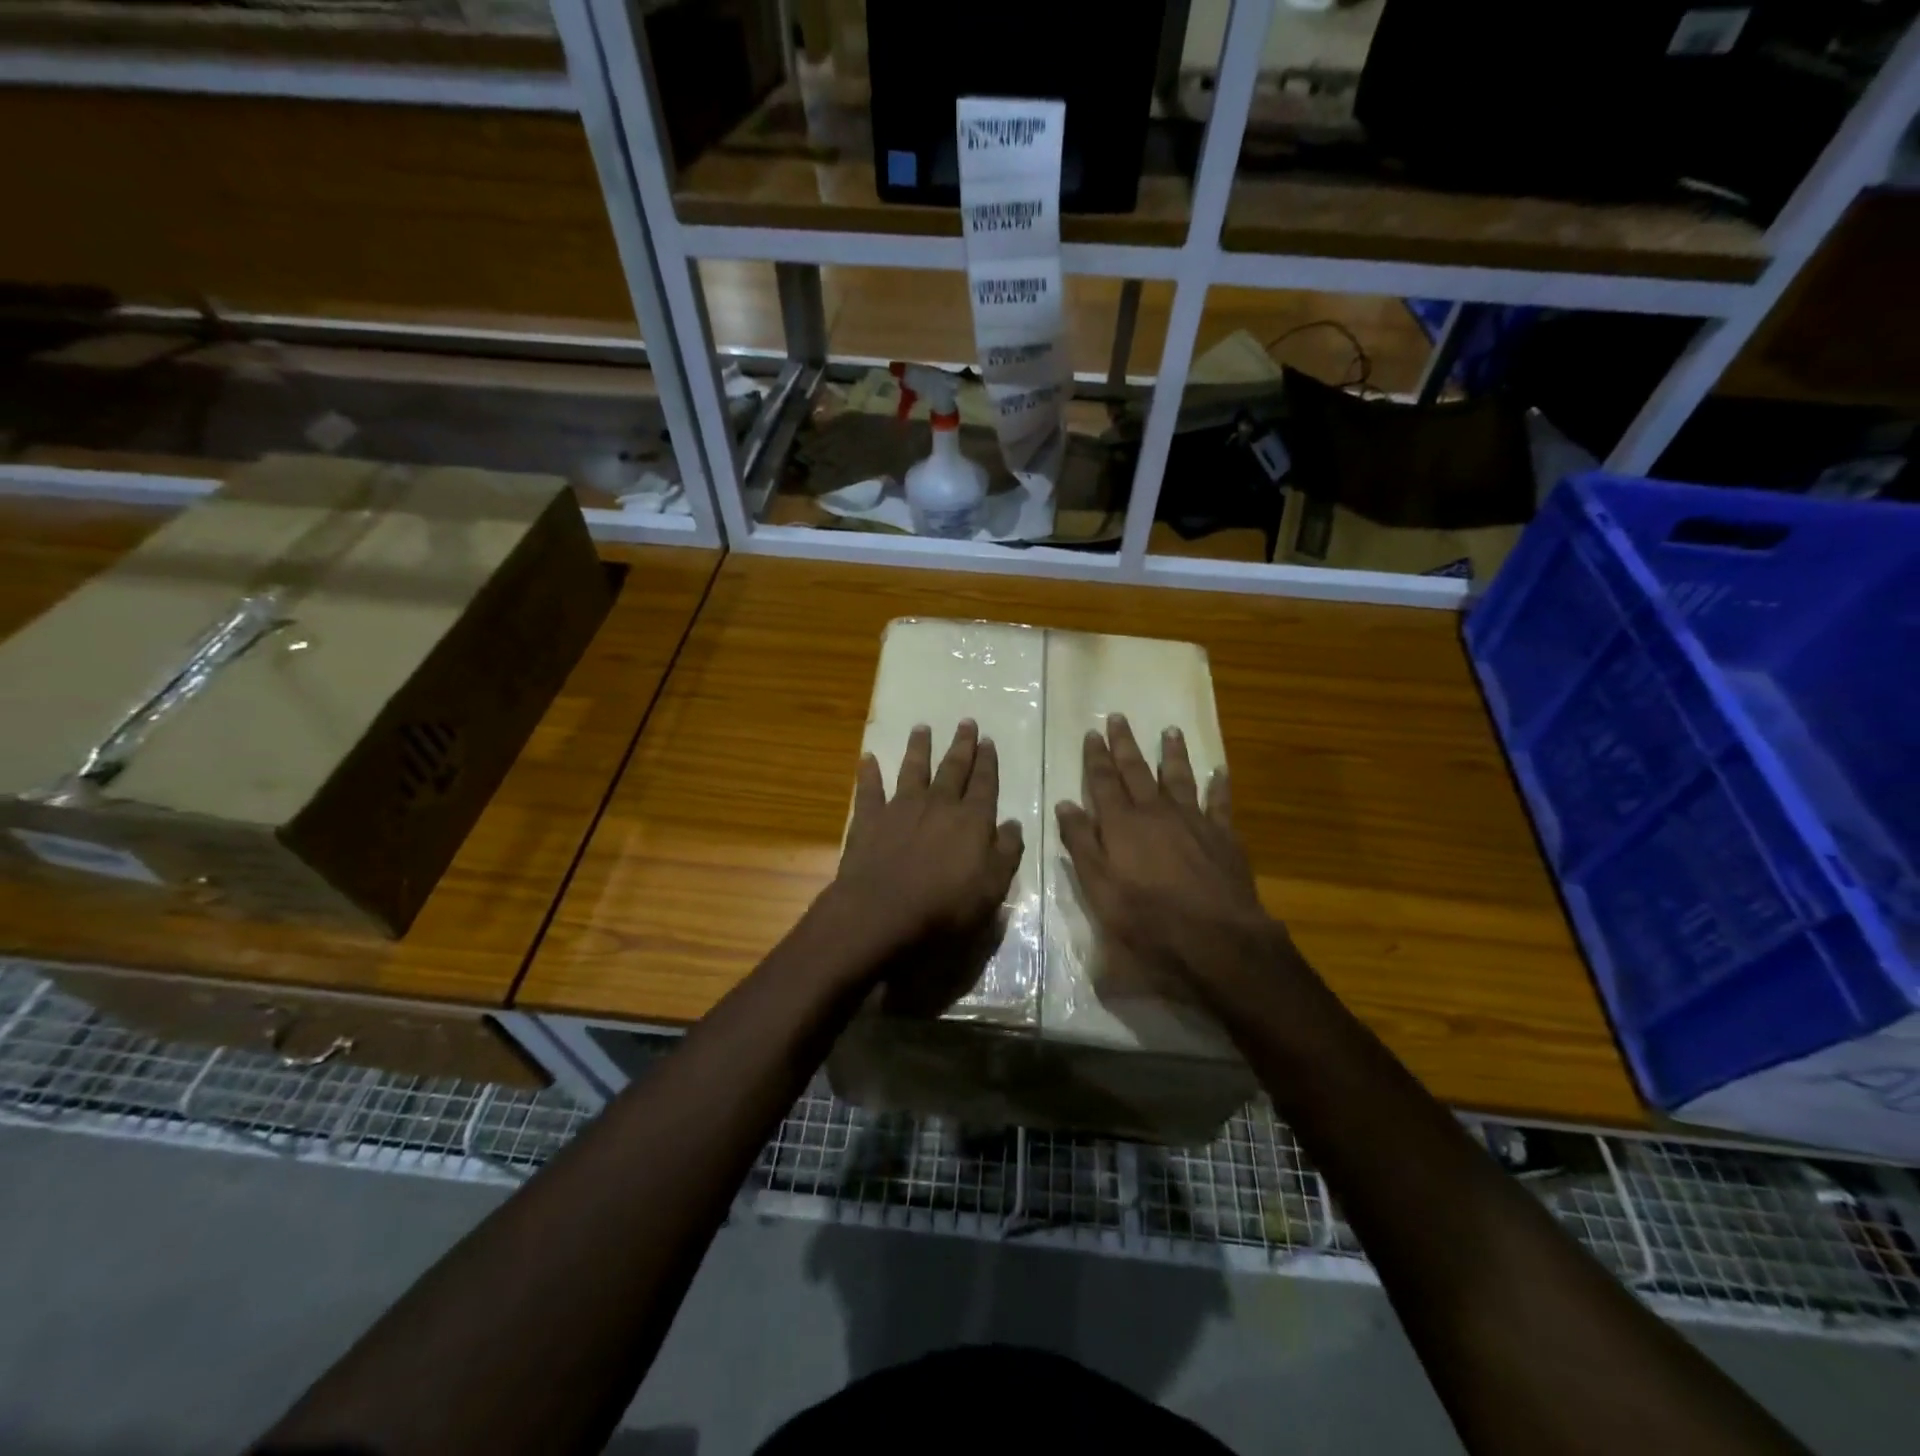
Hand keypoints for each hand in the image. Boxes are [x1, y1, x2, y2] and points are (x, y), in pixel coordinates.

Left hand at [831, 721, 1024, 967]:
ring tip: (922, 728)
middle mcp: (939, 805)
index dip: (987, 762)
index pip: (985, 784)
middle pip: (953, 769)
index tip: (988, 741)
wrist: (883, 912)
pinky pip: (869, 790)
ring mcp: (901, 808)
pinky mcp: (869, 820)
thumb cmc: (945, 907)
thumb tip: (1013, 824)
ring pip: (913, 770)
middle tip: (966, 722)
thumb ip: (1006, 853)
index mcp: (972, 820)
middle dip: (961, 746)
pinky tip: (867, 758)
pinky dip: (868, 773)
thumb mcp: (992, 888)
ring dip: (919, 748)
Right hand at [1055, 715, 1287, 1005]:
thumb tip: (1066, 805)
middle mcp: (1156, 813)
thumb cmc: (1147, 920)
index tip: (1092, 733)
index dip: (1096, 758)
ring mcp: (1193, 821)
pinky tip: (1220, 771)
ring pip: (1179, 777)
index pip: (1104, 782)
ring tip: (1169, 731)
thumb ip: (1081, 845)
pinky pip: (1220, 802)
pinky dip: (1219, 785)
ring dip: (1172, 753)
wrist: (1215, 939)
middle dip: (1125, 744)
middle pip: (1137, 771)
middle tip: (1118, 717)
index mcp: (1122, 825)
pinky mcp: (1223, 836)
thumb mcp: (1099, 889)